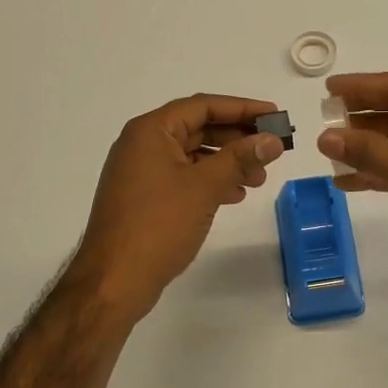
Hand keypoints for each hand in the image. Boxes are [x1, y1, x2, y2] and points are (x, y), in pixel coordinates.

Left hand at [74, 95, 286, 319]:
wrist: (113, 282)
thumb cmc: (158, 225)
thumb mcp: (204, 186)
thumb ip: (240, 158)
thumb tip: (273, 139)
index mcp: (151, 130)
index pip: (203, 106)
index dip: (242, 108)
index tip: (274, 115)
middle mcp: (143, 143)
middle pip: (199, 127)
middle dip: (237, 138)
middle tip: (271, 150)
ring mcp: (141, 171)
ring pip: (193, 154)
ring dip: (227, 162)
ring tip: (258, 179)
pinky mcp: (144, 196)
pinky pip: (184, 176)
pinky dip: (210, 180)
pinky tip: (234, 195)